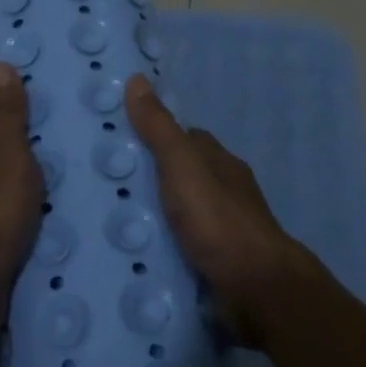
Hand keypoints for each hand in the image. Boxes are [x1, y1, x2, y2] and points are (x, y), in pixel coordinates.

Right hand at [125, 74, 311, 348]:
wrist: (256, 287)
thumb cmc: (218, 220)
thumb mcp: (182, 167)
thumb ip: (159, 129)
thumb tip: (138, 79)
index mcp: (220, 163)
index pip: (187, 140)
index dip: (158, 136)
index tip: (124, 141)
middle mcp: (226, 191)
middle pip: (185, 176)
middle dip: (154, 179)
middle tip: (110, 185)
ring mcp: (225, 229)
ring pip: (185, 212)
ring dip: (159, 215)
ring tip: (117, 221)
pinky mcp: (219, 261)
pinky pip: (186, 245)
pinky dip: (167, 245)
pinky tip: (142, 252)